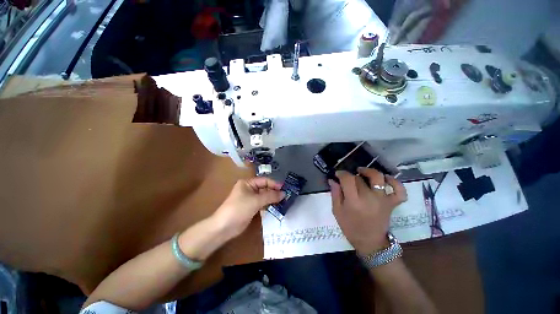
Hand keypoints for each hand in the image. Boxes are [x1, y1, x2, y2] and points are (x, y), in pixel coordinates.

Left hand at [213, 177, 283, 237]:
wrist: (224, 227)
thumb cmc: (239, 209)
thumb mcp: (255, 201)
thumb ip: (270, 196)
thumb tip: (284, 193)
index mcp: (247, 183)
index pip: (264, 180)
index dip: (274, 184)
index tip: (284, 188)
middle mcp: (249, 189)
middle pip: (264, 188)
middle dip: (274, 191)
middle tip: (286, 196)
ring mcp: (250, 199)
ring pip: (264, 196)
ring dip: (272, 198)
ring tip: (284, 201)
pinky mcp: (251, 207)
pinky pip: (262, 203)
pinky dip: (268, 204)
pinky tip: (276, 207)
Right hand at [329, 168, 406, 255]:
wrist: (370, 243)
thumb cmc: (350, 227)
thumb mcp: (337, 211)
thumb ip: (335, 194)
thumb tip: (332, 180)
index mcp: (354, 201)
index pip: (348, 179)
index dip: (341, 173)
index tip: (338, 174)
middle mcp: (369, 197)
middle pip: (360, 178)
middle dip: (351, 176)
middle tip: (347, 180)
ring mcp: (383, 199)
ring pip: (378, 177)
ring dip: (369, 171)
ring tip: (362, 172)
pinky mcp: (392, 203)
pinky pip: (399, 190)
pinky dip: (394, 182)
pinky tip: (385, 179)